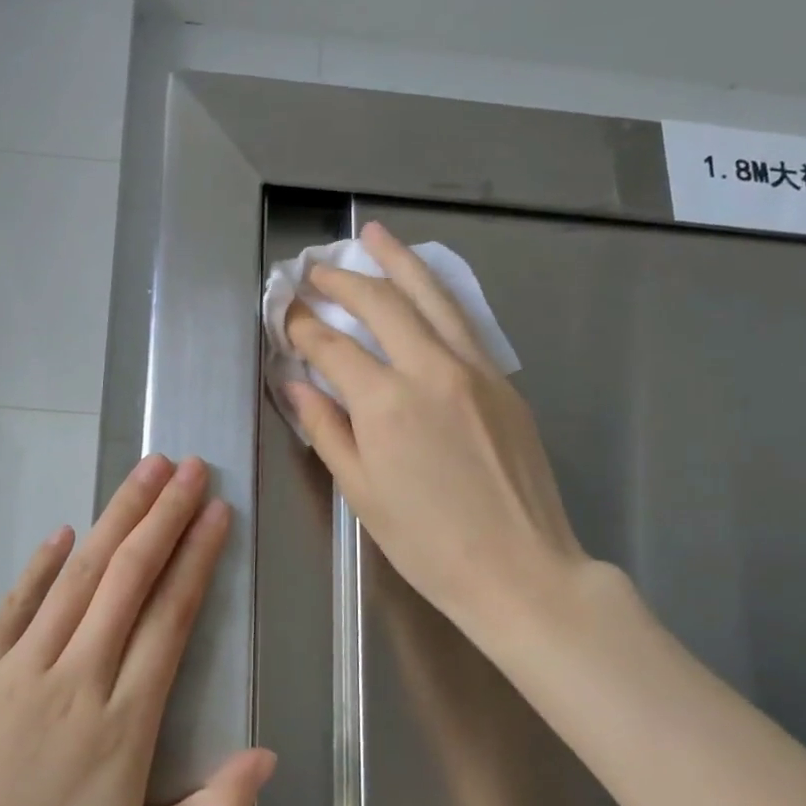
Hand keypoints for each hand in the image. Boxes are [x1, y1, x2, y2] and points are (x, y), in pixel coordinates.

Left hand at [0, 455, 275, 805]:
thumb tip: (269, 755)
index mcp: (121, 723)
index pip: (170, 616)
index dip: (197, 557)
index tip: (217, 511)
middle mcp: (72, 679)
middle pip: (127, 577)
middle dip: (164, 515)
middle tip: (189, 467)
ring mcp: (14, 670)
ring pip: (77, 576)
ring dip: (114, 519)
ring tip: (144, 473)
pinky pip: (14, 604)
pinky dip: (42, 564)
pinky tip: (65, 531)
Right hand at [284, 222, 595, 645]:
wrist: (519, 569)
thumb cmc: (427, 543)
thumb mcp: (361, 493)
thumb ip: (326, 430)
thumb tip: (296, 384)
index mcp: (386, 404)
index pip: (332, 346)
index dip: (302, 325)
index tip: (285, 311)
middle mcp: (431, 370)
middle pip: (382, 303)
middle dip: (343, 279)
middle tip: (316, 268)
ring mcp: (475, 369)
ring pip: (432, 297)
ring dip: (398, 261)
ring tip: (373, 235)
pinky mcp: (503, 381)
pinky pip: (463, 321)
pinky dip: (437, 293)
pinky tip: (424, 284)